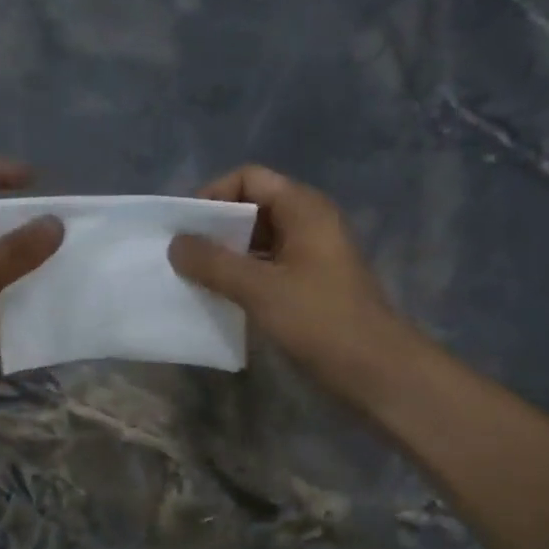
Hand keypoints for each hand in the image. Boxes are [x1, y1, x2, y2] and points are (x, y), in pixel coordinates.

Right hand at [168, 165, 410, 399]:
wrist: (373, 369)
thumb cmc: (318, 320)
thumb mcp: (260, 289)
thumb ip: (214, 263)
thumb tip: (175, 244)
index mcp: (304, 208)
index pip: (249, 179)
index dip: (213, 196)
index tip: (184, 229)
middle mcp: (308, 224)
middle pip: (252, 209)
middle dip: (215, 230)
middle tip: (181, 257)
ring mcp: (310, 257)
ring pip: (257, 243)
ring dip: (225, 258)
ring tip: (192, 280)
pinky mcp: (308, 287)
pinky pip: (266, 270)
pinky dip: (241, 279)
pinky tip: (218, 300)